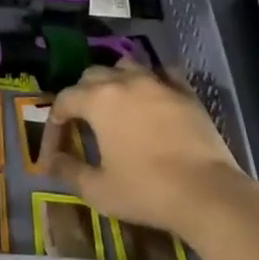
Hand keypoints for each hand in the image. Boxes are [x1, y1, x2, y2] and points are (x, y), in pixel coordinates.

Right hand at [49, 63, 249, 238]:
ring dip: (115, 80)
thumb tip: (51, 162)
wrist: (207, 192)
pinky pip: (163, 74)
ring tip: (116, 103)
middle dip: (81, 95)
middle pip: (93, 75)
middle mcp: (125, 81)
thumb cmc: (146, 191)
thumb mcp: (99, 190)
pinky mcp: (185, 91)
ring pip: (127, 66)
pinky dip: (153, 81)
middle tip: (82, 123)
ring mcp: (158, 82)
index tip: (55, 149)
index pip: (64, 99)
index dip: (54, 122)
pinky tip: (154, 96)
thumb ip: (70, 171)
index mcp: (99, 100)